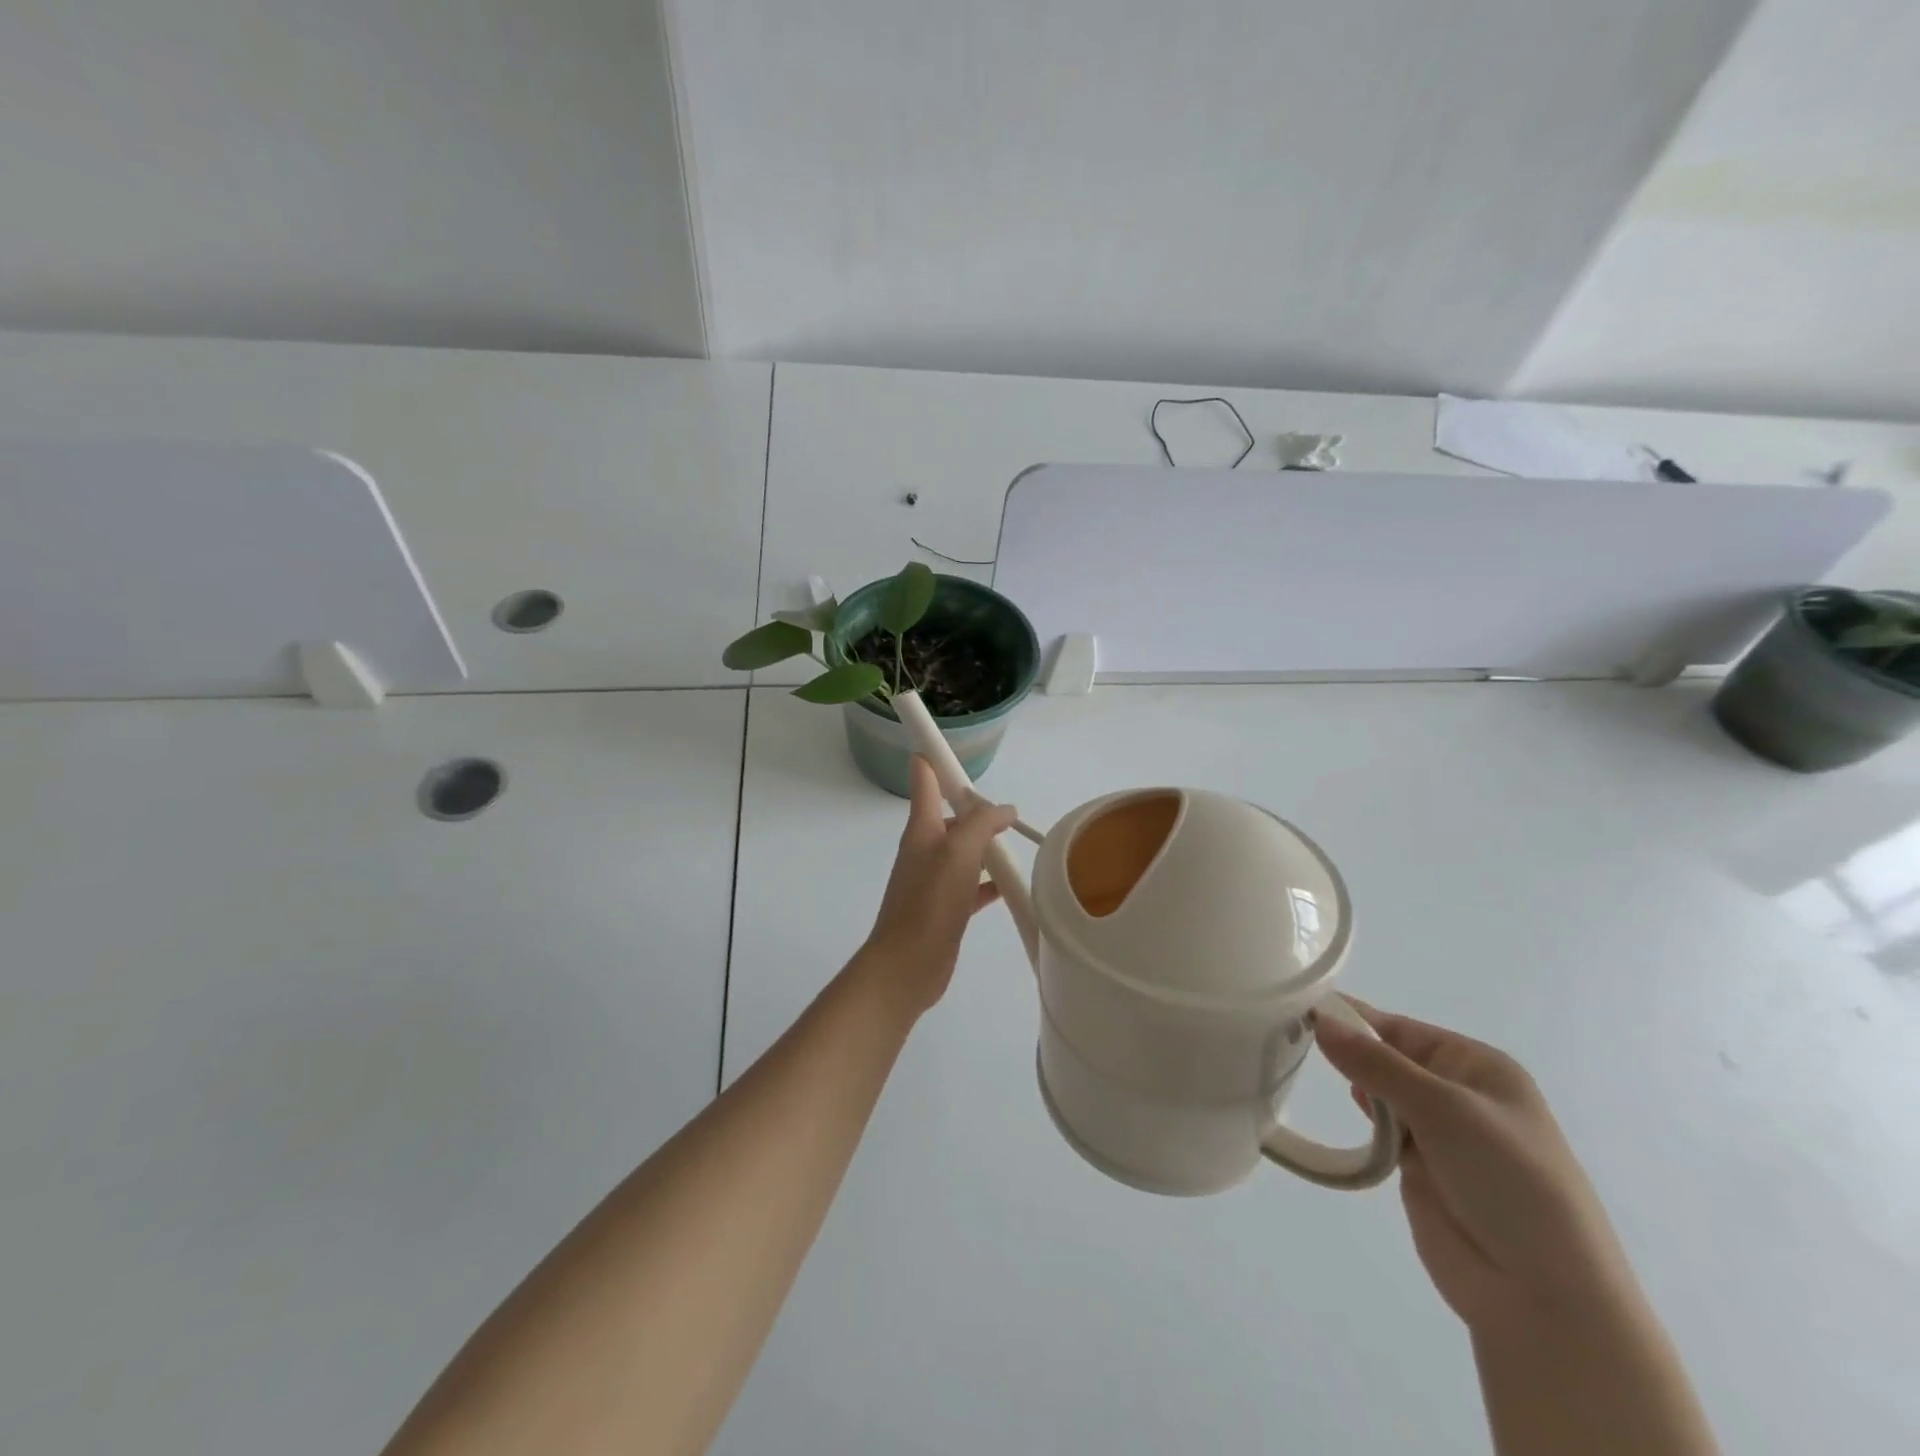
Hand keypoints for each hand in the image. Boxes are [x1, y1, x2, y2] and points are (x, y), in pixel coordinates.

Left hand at [859, 756, 1017, 1014]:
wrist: (906, 966)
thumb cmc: (930, 902)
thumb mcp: (960, 852)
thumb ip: (983, 823)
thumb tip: (1004, 809)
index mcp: (922, 828)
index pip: (924, 779)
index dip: (933, 756)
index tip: (948, 740)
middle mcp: (926, 849)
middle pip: (950, 815)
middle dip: (975, 806)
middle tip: (1007, 810)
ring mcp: (934, 880)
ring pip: (964, 850)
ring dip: (985, 844)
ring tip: (1015, 842)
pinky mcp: (945, 908)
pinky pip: (971, 885)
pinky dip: (989, 880)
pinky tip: (1009, 885)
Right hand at [1315, 1003, 1636, 1331]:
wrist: (1544, 1297)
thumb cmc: (1508, 1182)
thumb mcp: (1442, 1109)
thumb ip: (1376, 1064)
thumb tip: (1318, 1020)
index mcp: (1478, 1066)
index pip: (1400, 1028)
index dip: (1353, 1017)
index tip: (1297, 1005)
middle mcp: (1459, 1093)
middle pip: (1388, 1057)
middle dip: (1347, 1048)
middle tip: (1289, 1034)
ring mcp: (1440, 1133)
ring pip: (1381, 1092)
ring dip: (1352, 1082)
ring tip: (1301, 1065)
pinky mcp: (1420, 1169)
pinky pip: (1381, 1131)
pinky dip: (1362, 1119)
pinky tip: (1344, 1109)